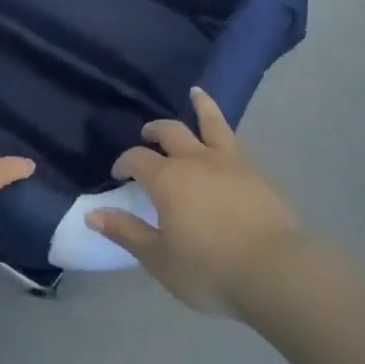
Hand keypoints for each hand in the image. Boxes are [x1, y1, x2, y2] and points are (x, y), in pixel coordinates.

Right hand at [86, 87, 303, 316]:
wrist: (273, 270)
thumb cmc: (208, 269)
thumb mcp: (159, 258)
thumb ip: (126, 232)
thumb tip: (91, 213)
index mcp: (166, 179)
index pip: (137, 158)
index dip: (124, 162)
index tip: (119, 174)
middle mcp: (194, 159)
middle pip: (169, 133)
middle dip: (154, 131)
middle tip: (147, 135)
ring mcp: (228, 161)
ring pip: (210, 122)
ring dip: (200, 106)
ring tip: (195, 93)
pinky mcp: (254, 171)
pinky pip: (234, 139)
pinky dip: (224, 128)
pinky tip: (226, 135)